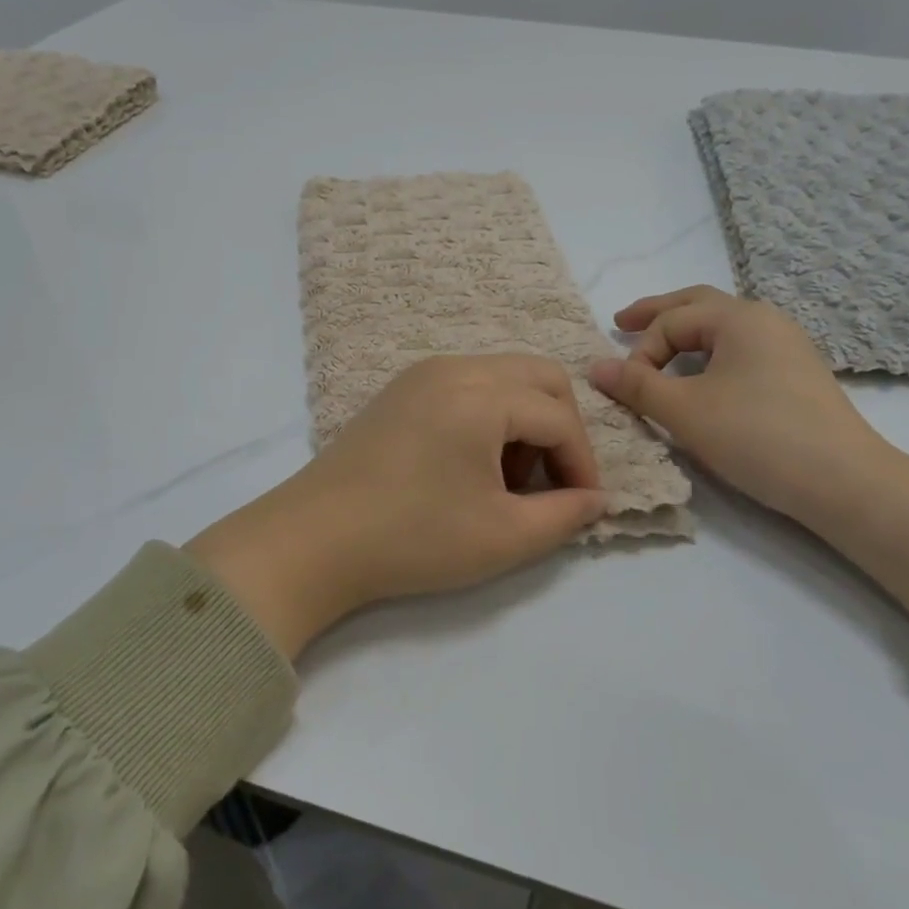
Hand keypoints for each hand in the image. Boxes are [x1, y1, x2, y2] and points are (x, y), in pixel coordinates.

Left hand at [187, 355, 606, 656]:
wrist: (313, 540)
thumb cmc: (412, 538)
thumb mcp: (502, 537)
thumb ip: (564, 515)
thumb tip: (596, 499)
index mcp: (481, 394)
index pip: (559, 417)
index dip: (582, 463)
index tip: (583, 506)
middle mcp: (454, 367)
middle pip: (539, 376)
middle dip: (560, 428)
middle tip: (549, 483)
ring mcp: (422, 374)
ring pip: (503, 377)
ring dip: (524, 421)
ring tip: (507, 481)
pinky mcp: (401, 390)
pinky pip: (468, 385)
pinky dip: (489, 415)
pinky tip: (471, 466)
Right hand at [587, 285, 887, 521]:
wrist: (844, 481)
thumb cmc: (757, 436)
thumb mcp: (685, 411)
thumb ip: (637, 385)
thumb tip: (594, 367)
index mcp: (738, 318)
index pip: (671, 322)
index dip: (641, 352)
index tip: (628, 389)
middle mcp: (765, 320)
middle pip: (699, 305)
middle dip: (657, 314)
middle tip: (621, 321)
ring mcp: (787, 346)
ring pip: (722, 329)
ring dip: (685, 335)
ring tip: (659, 350)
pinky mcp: (797, 376)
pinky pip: (741, 350)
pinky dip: (709, 355)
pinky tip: (703, 377)